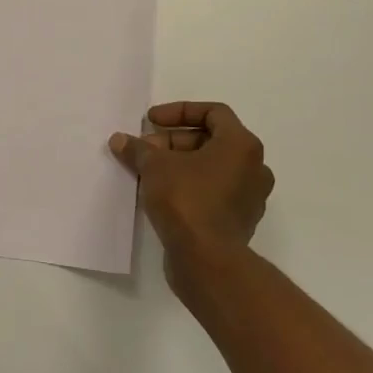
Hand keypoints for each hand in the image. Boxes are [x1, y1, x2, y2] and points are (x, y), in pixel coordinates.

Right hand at [109, 102, 272, 297]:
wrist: (207, 260)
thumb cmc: (187, 199)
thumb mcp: (155, 166)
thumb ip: (138, 149)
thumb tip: (119, 140)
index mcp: (242, 145)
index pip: (213, 112)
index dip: (179, 111)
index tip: (151, 121)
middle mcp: (253, 167)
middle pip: (210, 140)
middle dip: (173, 142)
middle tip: (145, 149)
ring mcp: (249, 197)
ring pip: (211, 168)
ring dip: (180, 164)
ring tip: (148, 171)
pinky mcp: (239, 221)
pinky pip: (213, 191)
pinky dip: (190, 185)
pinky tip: (161, 194)